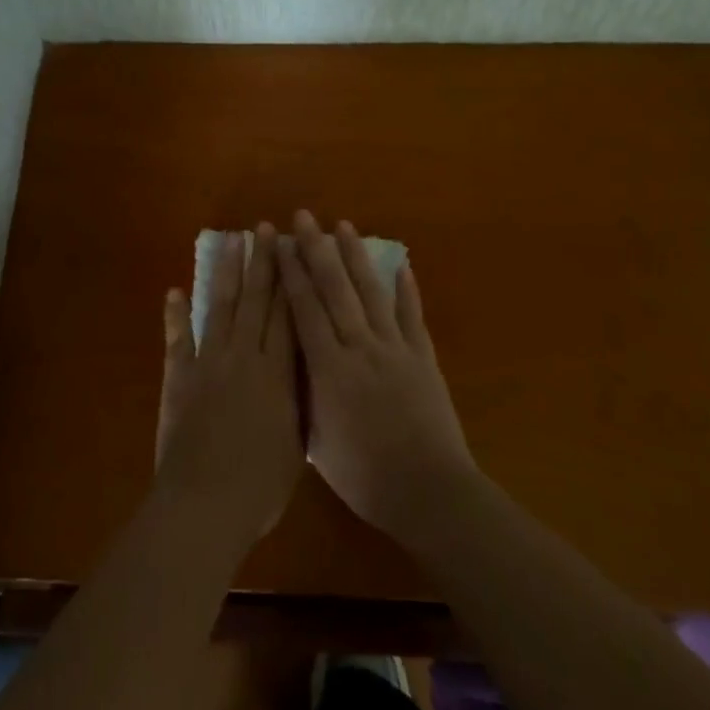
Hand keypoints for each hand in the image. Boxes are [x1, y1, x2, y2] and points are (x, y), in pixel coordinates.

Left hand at [155, 223, 303, 547]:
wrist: (204, 504)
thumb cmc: (260, 485)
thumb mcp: (296, 444)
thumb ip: (299, 400)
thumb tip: (304, 369)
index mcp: (278, 373)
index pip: (287, 315)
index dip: (291, 279)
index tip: (294, 248)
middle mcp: (244, 357)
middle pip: (256, 300)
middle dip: (262, 262)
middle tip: (264, 228)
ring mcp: (208, 362)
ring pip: (220, 306)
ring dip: (226, 272)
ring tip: (230, 241)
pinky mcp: (179, 376)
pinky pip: (178, 338)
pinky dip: (176, 314)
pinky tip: (175, 291)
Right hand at [277, 211, 477, 542]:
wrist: (428, 491)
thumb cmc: (365, 476)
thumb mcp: (318, 443)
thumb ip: (303, 399)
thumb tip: (289, 370)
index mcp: (328, 368)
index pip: (304, 310)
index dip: (291, 273)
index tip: (280, 243)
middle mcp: (359, 347)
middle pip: (335, 290)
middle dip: (317, 250)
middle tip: (306, 217)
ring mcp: (395, 349)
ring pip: (371, 293)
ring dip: (356, 257)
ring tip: (344, 226)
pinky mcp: (423, 358)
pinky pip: (412, 317)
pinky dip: (407, 290)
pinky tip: (402, 265)